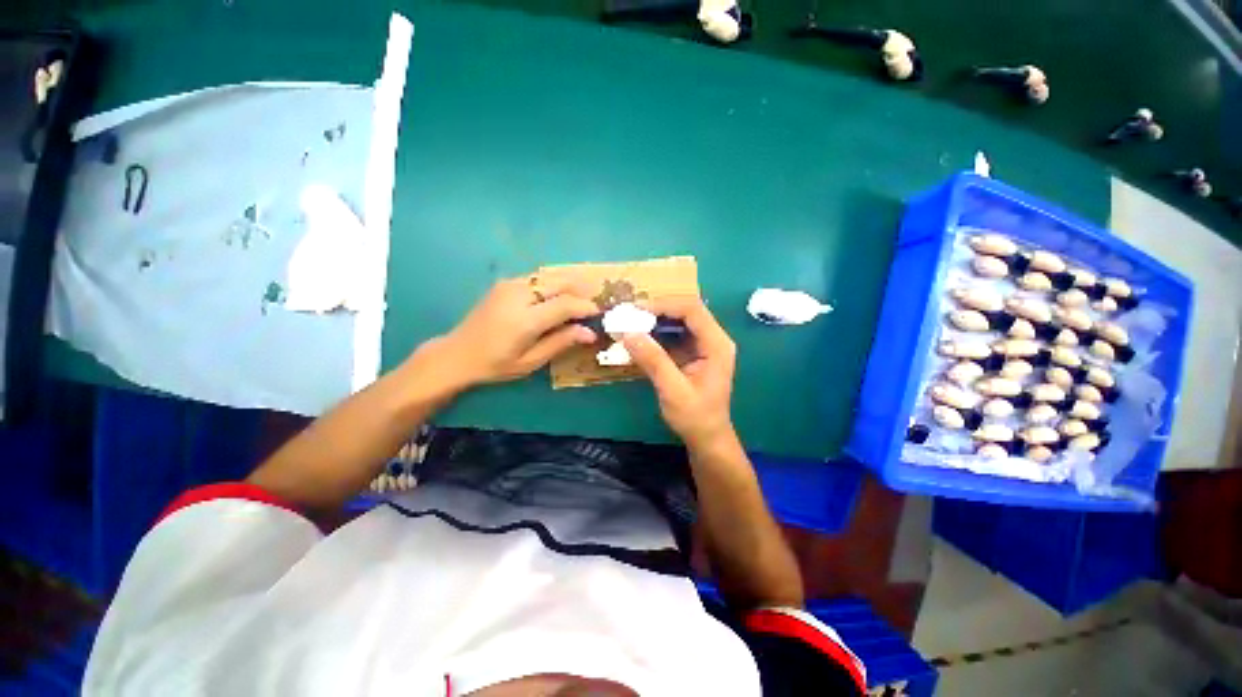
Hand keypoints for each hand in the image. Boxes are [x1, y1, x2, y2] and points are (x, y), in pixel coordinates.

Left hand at [440, 275, 598, 384]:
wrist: (458, 353)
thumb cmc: (496, 364)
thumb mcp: (531, 361)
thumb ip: (561, 342)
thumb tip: (590, 333)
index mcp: (525, 319)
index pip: (566, 304)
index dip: (586, 307)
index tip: (599, 313)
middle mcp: (518, 294)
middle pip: (560, 282)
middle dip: (580, 291)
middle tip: (591, 306)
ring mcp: (509, 285)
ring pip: (550, 276)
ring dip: (568, 285)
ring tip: (578, 301)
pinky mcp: (505, 283)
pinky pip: (537, 278)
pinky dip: (553, 285)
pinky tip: (556, 298)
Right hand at [623, 296, 735, 447]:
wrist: (707, 438)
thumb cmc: (695, 417)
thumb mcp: (673, 390)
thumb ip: (653, 361)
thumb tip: (628, 333)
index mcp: (716, 344)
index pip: (692, 309)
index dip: (664, 305)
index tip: (636, 311)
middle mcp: (713, 339)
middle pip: (686, 310)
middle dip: (657, 310)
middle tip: (630, 314)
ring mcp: (704, 345)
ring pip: (680, 320)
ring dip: (656, 319)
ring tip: (631, 322)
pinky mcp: (694, 353)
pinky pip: (675, 333)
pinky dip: (657, 332)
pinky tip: (641, 337)